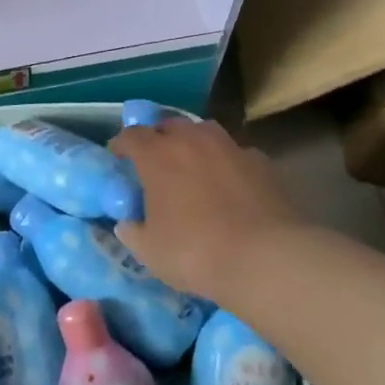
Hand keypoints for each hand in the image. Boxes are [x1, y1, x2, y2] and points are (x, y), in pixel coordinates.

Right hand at [108, 118, 301, 303]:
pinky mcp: (263, 162)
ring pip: (205, 133)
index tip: (118, 156)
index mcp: (158, 155)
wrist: (267, 259)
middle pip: (169, 125)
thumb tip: (128, 224)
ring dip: (194, 145)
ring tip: (194, 167)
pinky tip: (231, 185)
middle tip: (156, 161)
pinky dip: (228, 164)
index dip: (121, 144)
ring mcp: (231, 147)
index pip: (131, 136)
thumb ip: (132, 231)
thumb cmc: (196, 252)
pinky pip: (236, 154)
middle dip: (159, 138)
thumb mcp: (149, 251)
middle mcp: (192, 141)